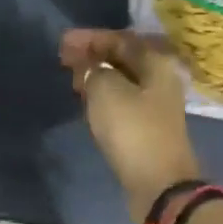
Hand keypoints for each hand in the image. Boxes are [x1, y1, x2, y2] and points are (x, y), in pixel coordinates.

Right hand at [60, 29, 201, 221]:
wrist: (159, 185)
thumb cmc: (133, 129)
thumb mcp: (105, 89)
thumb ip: (93, 68)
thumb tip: (90, 66)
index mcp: (156, 63)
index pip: (119, 39)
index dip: (89, 38)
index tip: (63, 42)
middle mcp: (160, 80)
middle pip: (122, 58)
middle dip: (92, 55)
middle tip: (64, 58)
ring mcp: (155, 105)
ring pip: (121, 80)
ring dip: (96, 75)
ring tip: (71, 77)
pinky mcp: (147, 127)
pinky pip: (121, 100)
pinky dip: (102, 94)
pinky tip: (86, 98)